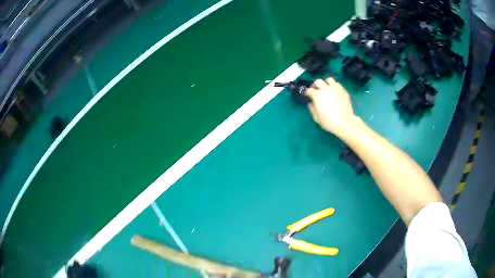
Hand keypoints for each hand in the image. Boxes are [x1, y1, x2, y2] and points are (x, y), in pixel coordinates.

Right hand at [305, 78, 357, 135]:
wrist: (345, 122)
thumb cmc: (329, 122)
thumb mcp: (317, 118)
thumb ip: (312, 109)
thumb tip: (311, 103)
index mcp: (317, 95)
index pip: (309, 90)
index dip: (307, 92)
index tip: (306, 95)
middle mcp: (326, 89)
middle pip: (318, 81)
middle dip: (315, 85)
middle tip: (315, 90)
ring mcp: (336, 88)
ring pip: (329, 80)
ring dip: (326, 83)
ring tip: (326, 88)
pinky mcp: (343, 91)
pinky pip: (337, 84)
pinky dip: (334, 86)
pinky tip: (334, 92)